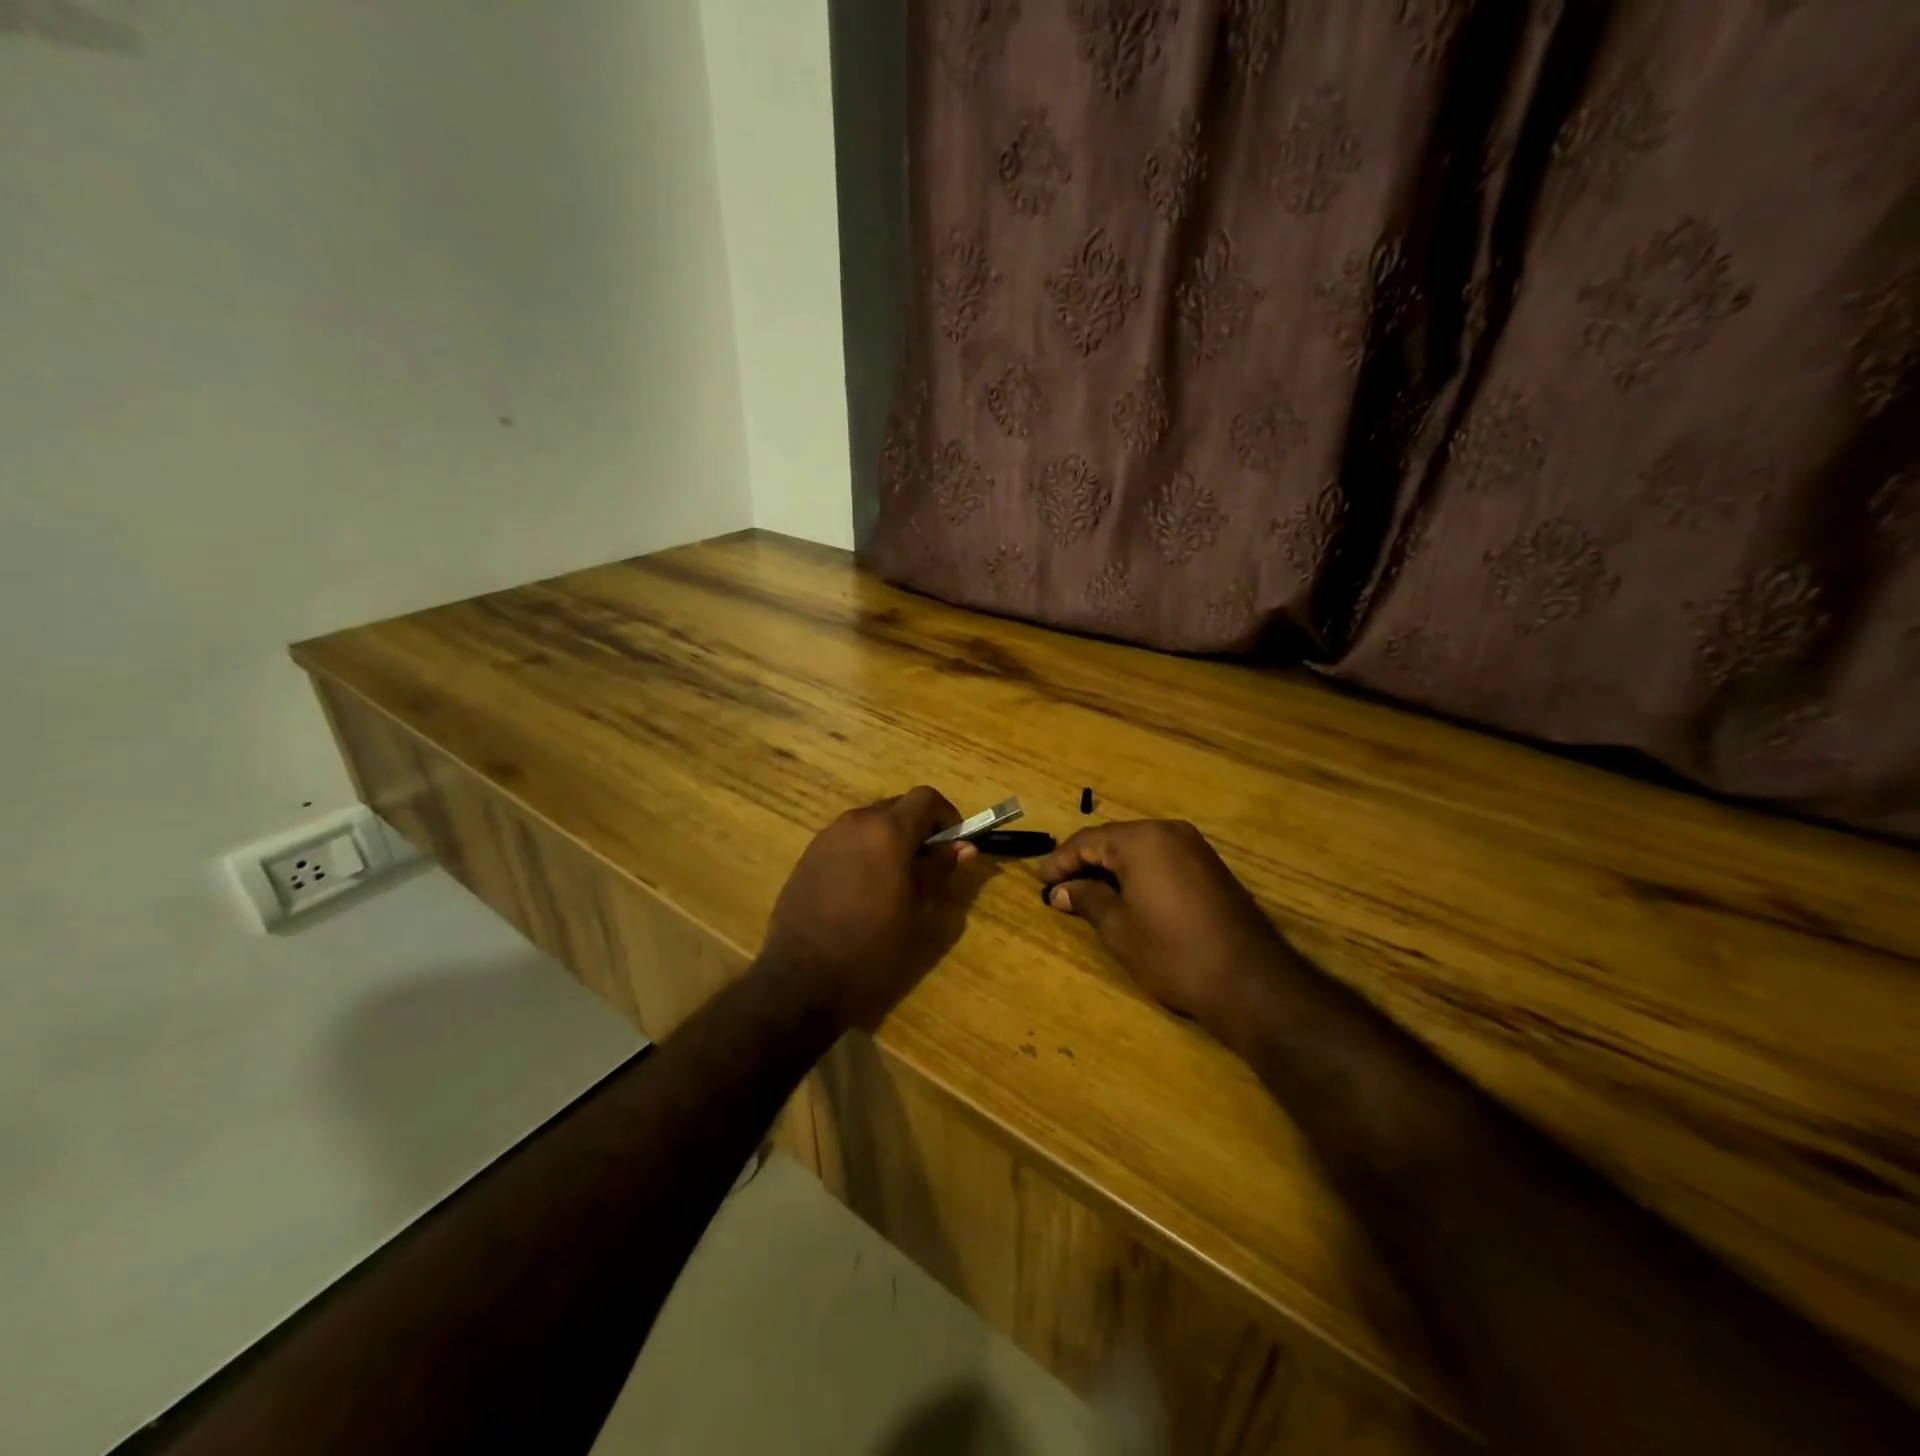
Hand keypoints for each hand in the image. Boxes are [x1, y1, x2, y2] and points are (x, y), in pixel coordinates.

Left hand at [760, 787, 987, 1028]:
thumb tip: (963, 846)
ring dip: (889, 840)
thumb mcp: (917, 911)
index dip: (946, 815)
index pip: (926, 798)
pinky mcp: (807, 856)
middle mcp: (855, 822)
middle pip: (897, 807)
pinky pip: (846, 841)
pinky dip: (864, 852)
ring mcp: (827, 837)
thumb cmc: (872, 948)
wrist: (802, 979)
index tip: (953, 845)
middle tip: (927, 866)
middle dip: (918, 828)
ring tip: (895, 882)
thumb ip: (939, 870)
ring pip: (870, 823)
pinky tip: (862, 891)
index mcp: (887, 831)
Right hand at [1039, 820, 1292, 1039]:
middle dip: (1085, 862)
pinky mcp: (1210, 867)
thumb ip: (1087, 900)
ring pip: (1139, 848)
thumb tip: (1060, 891)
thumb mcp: (1119, 928)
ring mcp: (1194, 847)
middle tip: (1060, 886)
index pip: (1087, 841)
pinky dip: (1138, 872)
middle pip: (1114, 840)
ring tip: (1087, 892)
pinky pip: (1162, 858)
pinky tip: (1126, 894)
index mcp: (1141, 840)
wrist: (1249, 981)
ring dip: (1112, 867)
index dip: (1060, 861)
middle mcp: (1168, 832)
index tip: (1041, 881)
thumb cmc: (1172, 952)